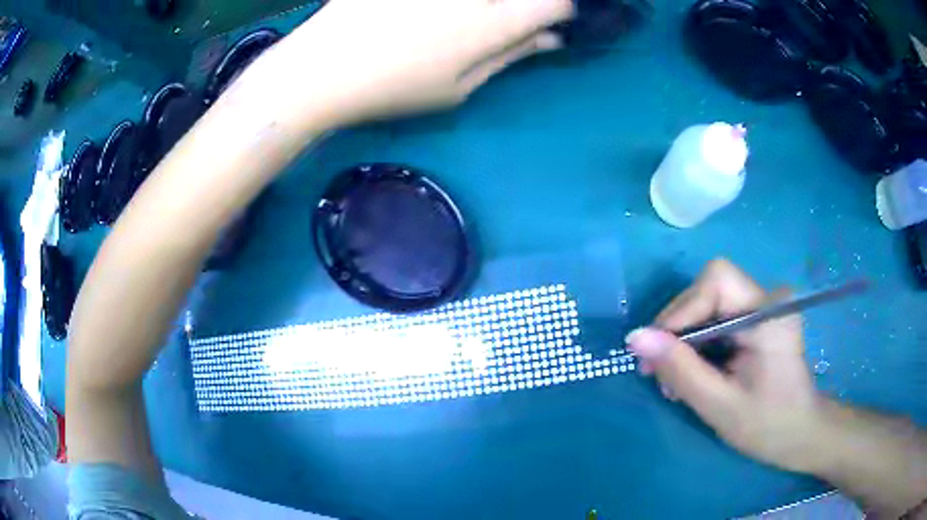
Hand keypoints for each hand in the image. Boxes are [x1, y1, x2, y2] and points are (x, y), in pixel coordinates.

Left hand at [241, 0, 572, 129]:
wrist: (321, 66)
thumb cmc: (394, 87)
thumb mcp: (458, 88)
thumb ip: (509, 56)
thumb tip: (550, 38)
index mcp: (494, 23)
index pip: (554, 4)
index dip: (559, 11)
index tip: (548, 20)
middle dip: (523, 5)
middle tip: (494, 25)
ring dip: (484, 7)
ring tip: (450, 27)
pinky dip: (447, 7)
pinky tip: (427, 17)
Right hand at [626, 259, 825, 473]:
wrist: (801, 434)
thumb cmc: (768, 425)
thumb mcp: (719, 405)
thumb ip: (680, 370)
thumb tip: (635, 337)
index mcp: (769, 313)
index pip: (717, 281)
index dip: (682, 310)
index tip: (656, 353)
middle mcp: (768, 298)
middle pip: (709, 289)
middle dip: (679, 328)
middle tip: (658, 372)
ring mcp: (764, 306)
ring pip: (709, 303)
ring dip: (685, 338)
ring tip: (673, 380)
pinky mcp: (758, 319)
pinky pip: (717, 317)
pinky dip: (698, 343)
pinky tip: (692, 372)